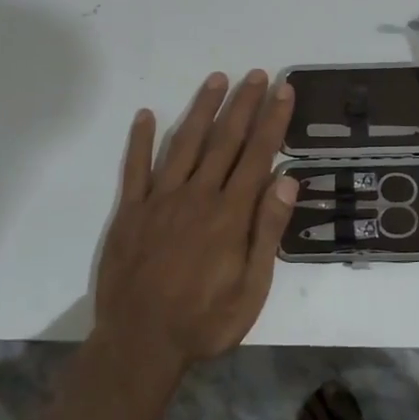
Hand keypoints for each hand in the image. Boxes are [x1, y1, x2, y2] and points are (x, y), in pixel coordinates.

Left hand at [92, 70, 297, 375]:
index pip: (257, 155)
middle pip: (224, 140)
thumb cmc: (204, 321)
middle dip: (243, 104)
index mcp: (229, 214)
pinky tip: (147, 115)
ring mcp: (160, 200)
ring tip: (216, 79)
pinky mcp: (130, 211)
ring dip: (202, 109)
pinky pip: (135, 168)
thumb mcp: (252, 289)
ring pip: (185, 144)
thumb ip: (268, 232)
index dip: (272, 120)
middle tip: (256, 74)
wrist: (139, 345)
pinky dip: (141, 140)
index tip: (283, 90)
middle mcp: (197, 196)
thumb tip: (288, 179)